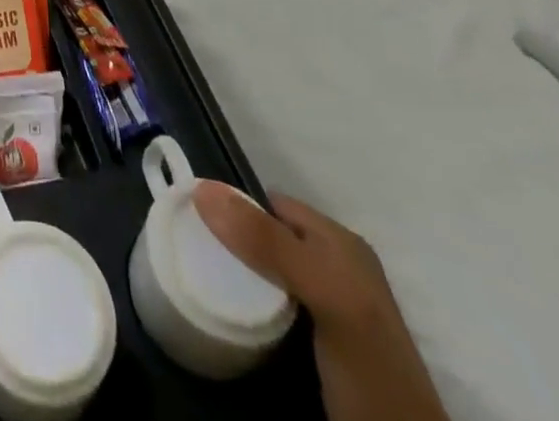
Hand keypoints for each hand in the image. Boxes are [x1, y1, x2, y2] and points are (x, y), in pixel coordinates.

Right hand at [194, 185, 448, 420]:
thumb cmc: (370, 368)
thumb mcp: (325, 297)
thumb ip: (269, 244)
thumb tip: (202, 188)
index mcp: (340, 243)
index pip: (270, 203)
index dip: (230, 204)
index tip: (188, 215)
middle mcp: (333, 266)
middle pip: (266, 235)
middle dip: (229, 237)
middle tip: (189, 248)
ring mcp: (325, 308)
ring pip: (265, 271)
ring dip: (234, 272)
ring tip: (197, 275)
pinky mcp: (314, 344)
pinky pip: (269, 306)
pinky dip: (245, 304)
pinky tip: (226, 312)